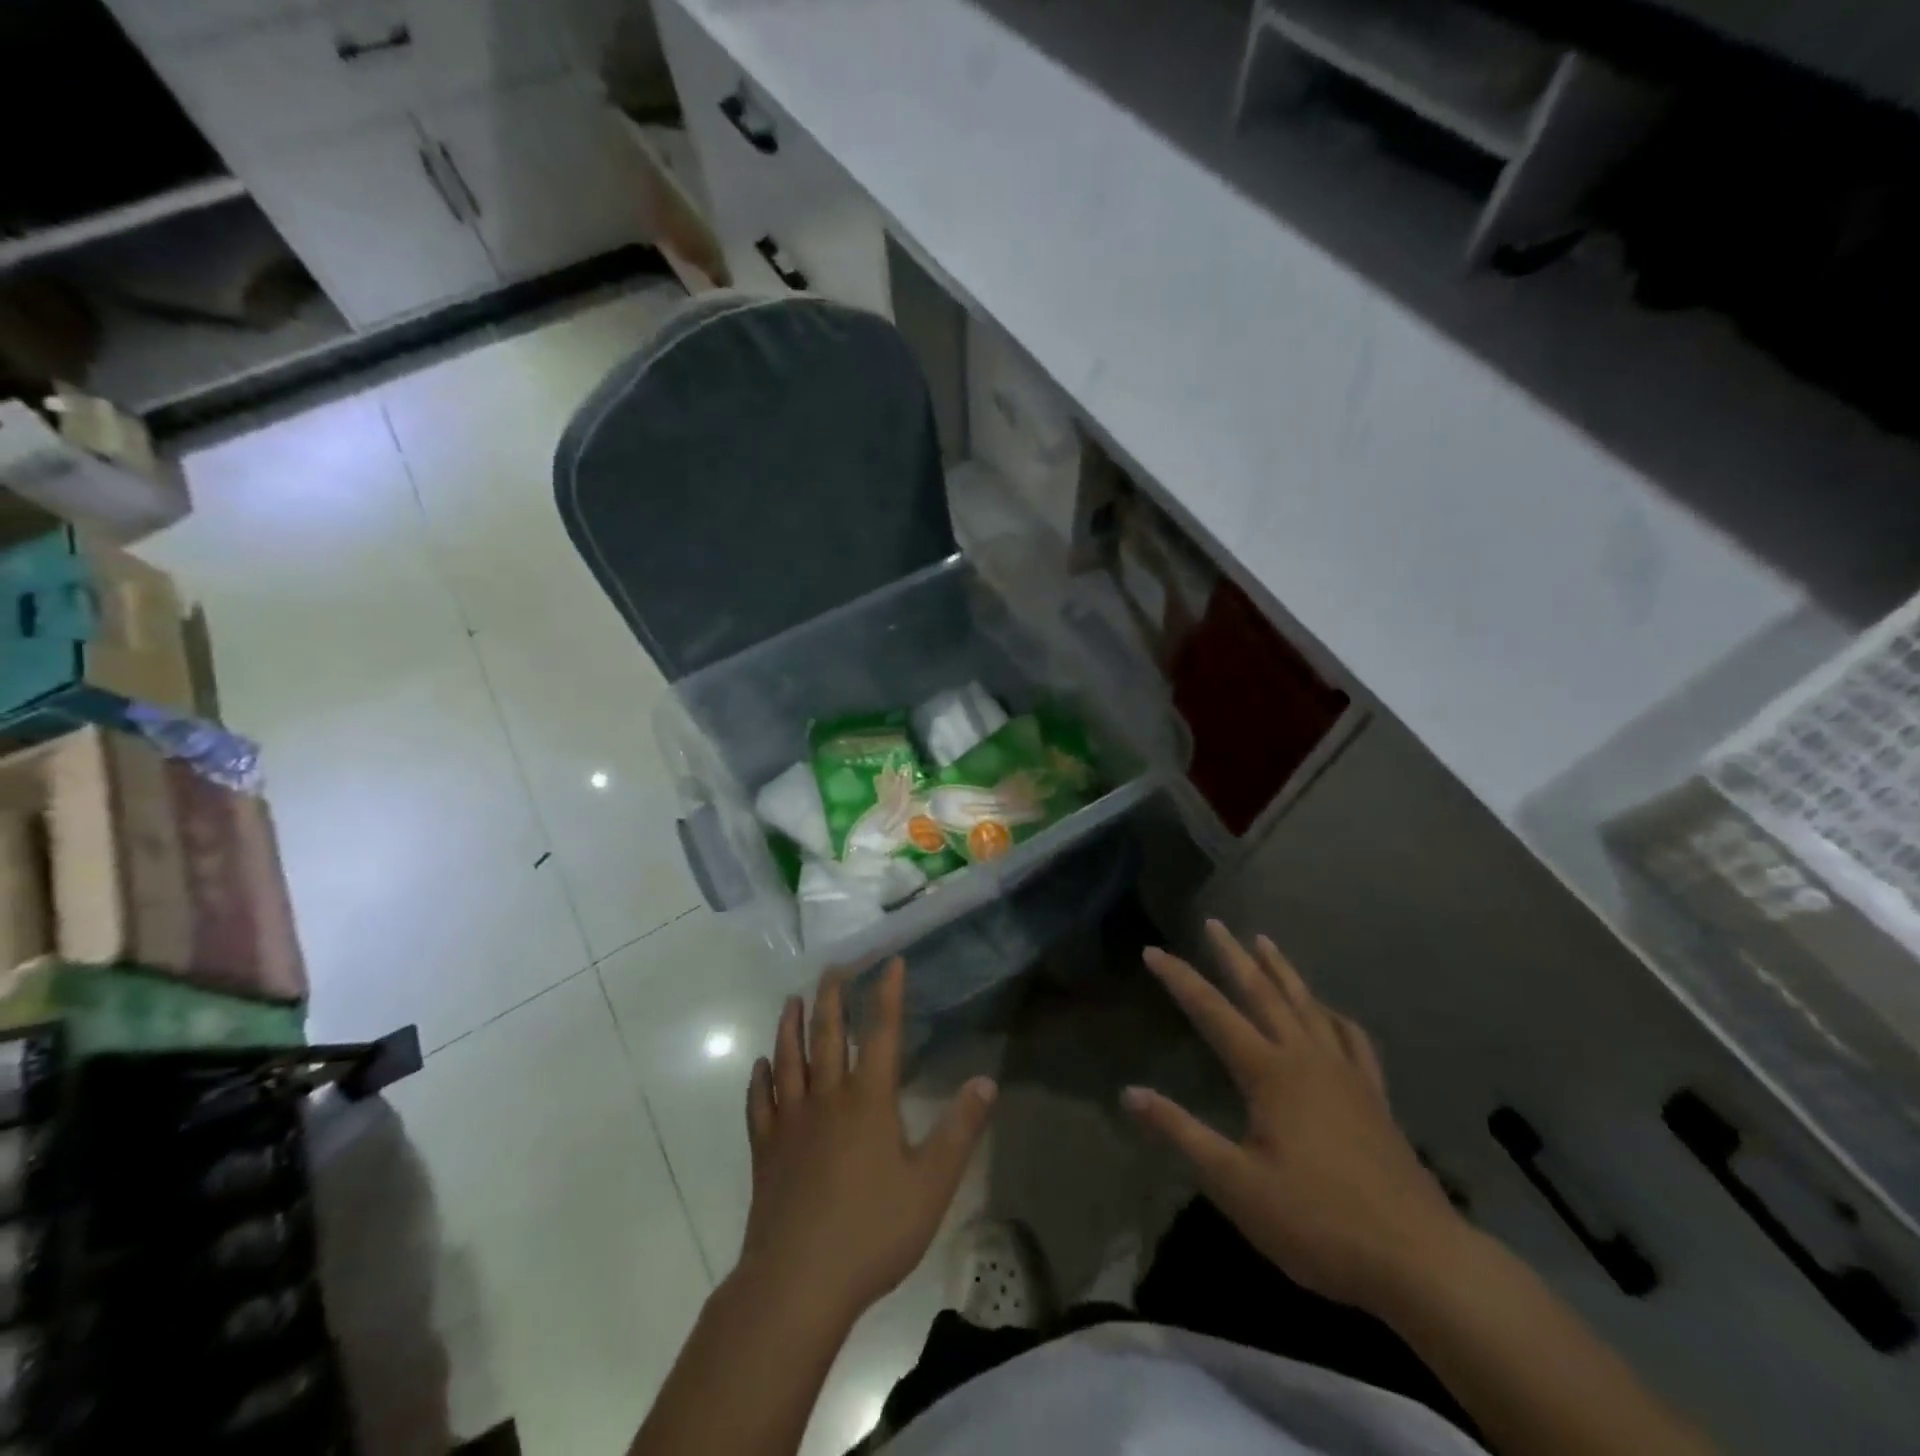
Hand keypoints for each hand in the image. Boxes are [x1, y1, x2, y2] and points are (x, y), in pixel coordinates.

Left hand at [739, 959, 995, 1324]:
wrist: (797, 1283)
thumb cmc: (872, 1231)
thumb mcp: (931, 1184)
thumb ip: (959, 1130)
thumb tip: (986, 1081)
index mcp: (868, 1101)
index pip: (881, 1033)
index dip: (886, 995)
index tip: (889, 962)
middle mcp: (827, 1099)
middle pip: (828, 1036)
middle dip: (832, 998)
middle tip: (832, 967)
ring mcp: (791, 1123)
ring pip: (789, 1061)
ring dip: (791, 1027)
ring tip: (792, 1000)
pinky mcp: (767, 1152)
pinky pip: (761, 1104)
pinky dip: (760, 1080)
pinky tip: (760, 1066)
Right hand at [1125, 921, 1466, 1314]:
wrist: (1419, 1260)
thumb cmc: (1317, 1222)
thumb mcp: (1236, 1183)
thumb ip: (1182, 1132)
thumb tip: (1130, 1093)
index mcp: (1269, 1072)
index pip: (1212, 1012)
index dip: (1179, 979)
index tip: (1153, 950)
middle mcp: (1306, 1058)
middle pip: (1263, 993)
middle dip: (1234, 956)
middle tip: (1215, 923)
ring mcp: (1346, 1074)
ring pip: (1307, 1005)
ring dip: (1282, 971)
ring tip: (1265, 942)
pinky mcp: (1374, 1097)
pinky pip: (1351, 1039)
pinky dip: (1334, 1016)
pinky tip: (1329, 1013)